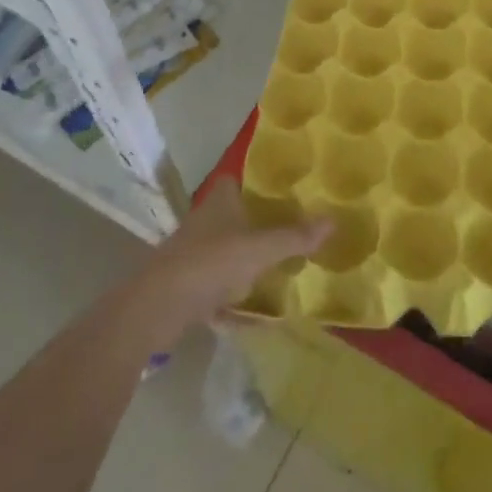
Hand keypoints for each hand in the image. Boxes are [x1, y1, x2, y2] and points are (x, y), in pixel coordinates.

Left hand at [128, 177, 331, 350]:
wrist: (157, 307)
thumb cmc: (211, 263)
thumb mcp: (260, 249)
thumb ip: (295, 236)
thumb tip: (333, 220)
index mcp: (220, 202)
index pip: (238, 180)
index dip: (259, 182)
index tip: (286, 191)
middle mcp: (204, 221)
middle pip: (234, 214)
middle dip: (258, 223)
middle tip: (293, 230)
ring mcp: (193, 253)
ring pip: (226, 249)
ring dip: (246, 258)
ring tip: (279, 267)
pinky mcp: (186, 284)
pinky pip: (217, 284)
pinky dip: (233, 295)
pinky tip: (253, 311)